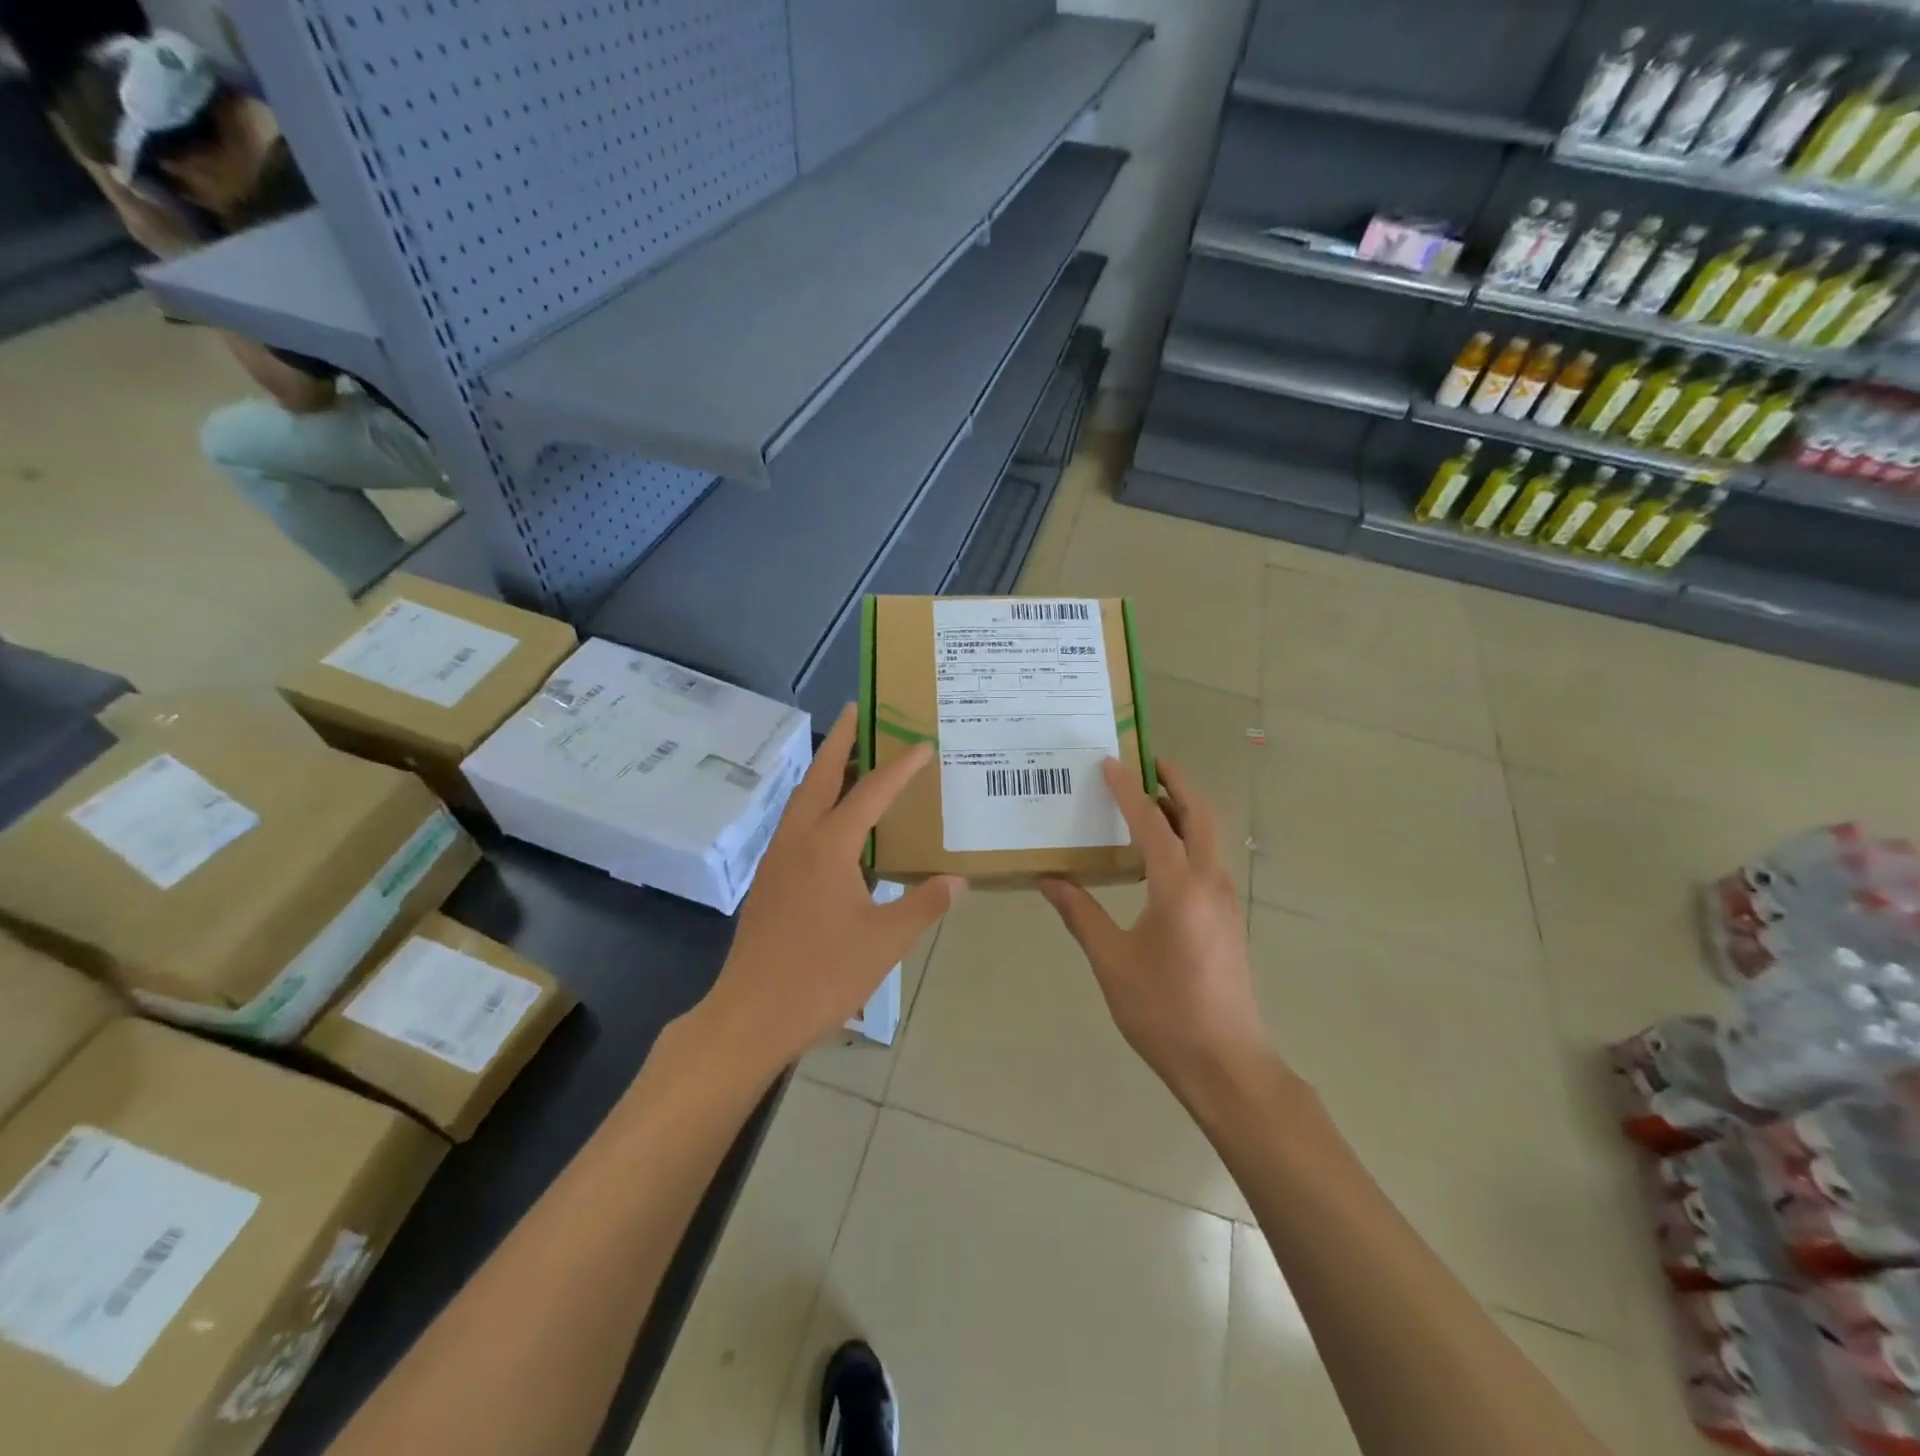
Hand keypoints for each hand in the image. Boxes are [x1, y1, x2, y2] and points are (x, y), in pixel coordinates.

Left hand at [700, 705, 963, 1073]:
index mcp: (828, 848)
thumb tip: (957, 879)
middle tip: (857, 710)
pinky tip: (832, 822)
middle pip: (820, 778)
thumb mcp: (885, 942)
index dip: (899, 767)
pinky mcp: (769, 882)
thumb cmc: (822, 976)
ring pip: (802, 800)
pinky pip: (795, 824)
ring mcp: (777, 860)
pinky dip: (816, 804)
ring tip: (849, 756)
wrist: (750, 1016)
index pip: (870, 794)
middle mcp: (798, 842)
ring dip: (825, 771)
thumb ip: (923, 904)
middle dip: (840, 741)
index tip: (922, 744)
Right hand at [1040, 760, 1272, 1104]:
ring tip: (1149, 800)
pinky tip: (1160, 856)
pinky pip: (1208, 861)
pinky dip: (1188, 839)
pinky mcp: (1227, 920)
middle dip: (1176, 783)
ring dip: (1184, 810)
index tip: (1110, 763)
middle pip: (1199, 816)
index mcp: (1179, 888)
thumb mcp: (1112, 962)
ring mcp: (1225, 902)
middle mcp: (1209, 884)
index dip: (1128, 791)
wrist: (1226, 1064)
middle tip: (1147, 763)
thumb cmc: (1164, 1012)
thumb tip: (1048, 879)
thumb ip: (1081, 915)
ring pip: (1210, 838)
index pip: (1152, 823)